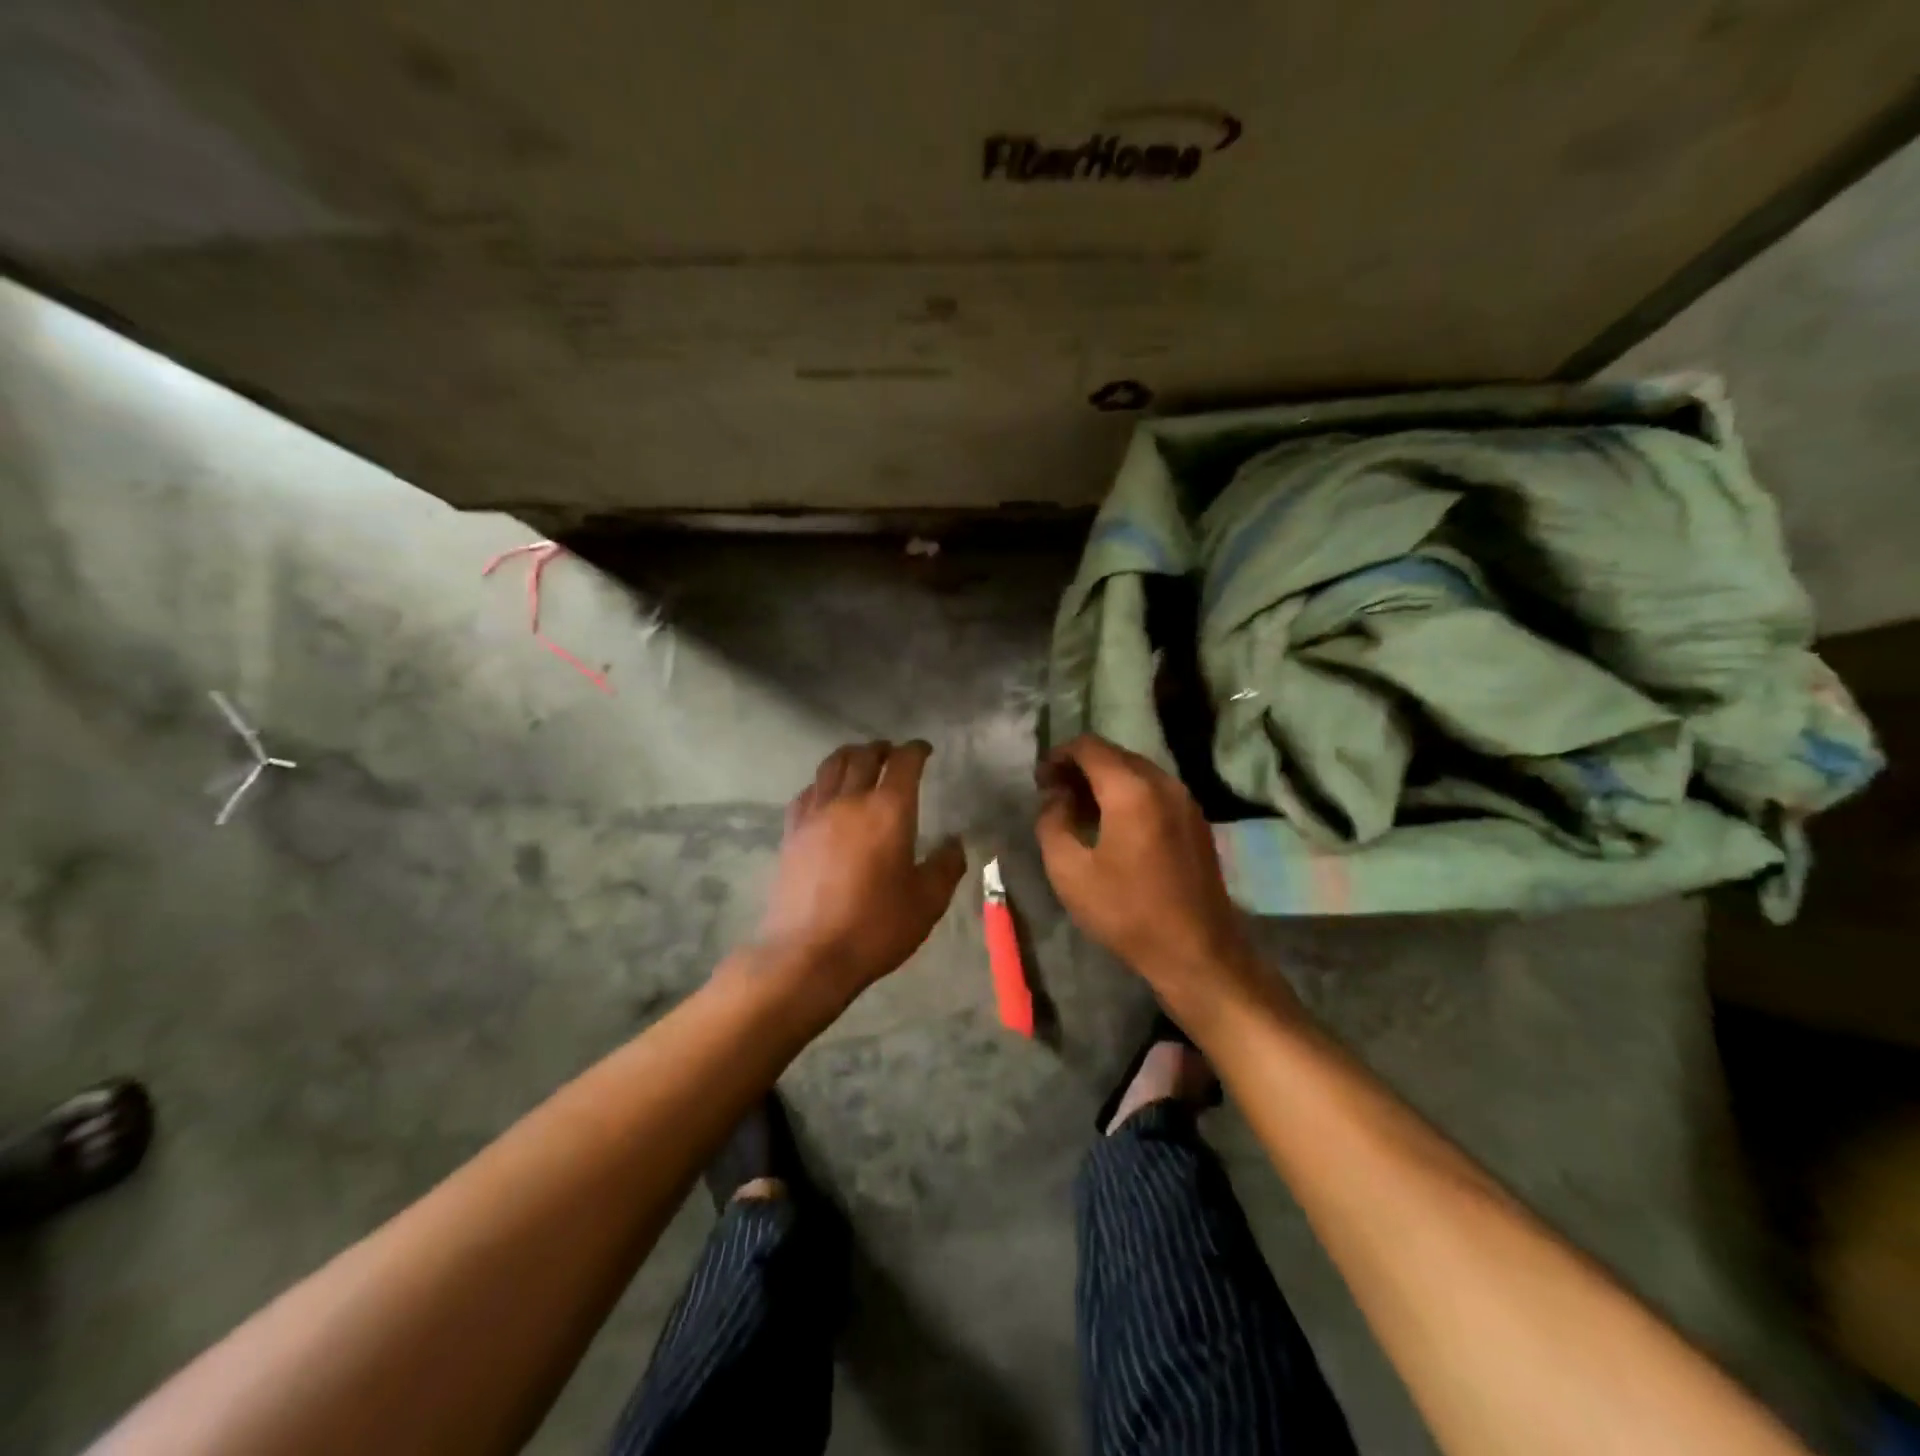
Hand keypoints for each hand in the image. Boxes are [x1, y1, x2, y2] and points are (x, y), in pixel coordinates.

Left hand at [756, 740, 966, 999]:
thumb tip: (954, 843)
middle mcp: (850, 800)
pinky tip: (826, 795)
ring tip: (859, 762)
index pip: (904, 762)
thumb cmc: (875, 927)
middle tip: (892, 753)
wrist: (808, 954)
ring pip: (831, 766)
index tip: (924, 750)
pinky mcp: (791, 833)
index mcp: (888, 810)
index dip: (916, 750)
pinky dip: (823, 783)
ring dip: (850, 756)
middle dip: (881, 748)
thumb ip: (946, 866)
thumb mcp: (927, 902)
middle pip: (863, 756)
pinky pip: (808, 792)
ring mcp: (815, 814)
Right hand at [1035, 734, 1259, 1009]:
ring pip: (1137, 771)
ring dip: (1105, 780)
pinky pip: (1155, 790)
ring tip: (1080, 809)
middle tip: (1055, 793)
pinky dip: (1129, 794)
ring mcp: (1186, 801)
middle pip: (1115, 755)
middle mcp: (1164, 783)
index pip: (1089, 747)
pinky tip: (1114, 824)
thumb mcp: (1069, 872)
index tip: (1040, 780)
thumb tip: (1055, 798)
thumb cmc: (1127, 912)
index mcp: (1131, 790)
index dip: (1059, 755)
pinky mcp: (1196, 821)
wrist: (1197, 952)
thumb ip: (1052, 823)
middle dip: (1081, 767)